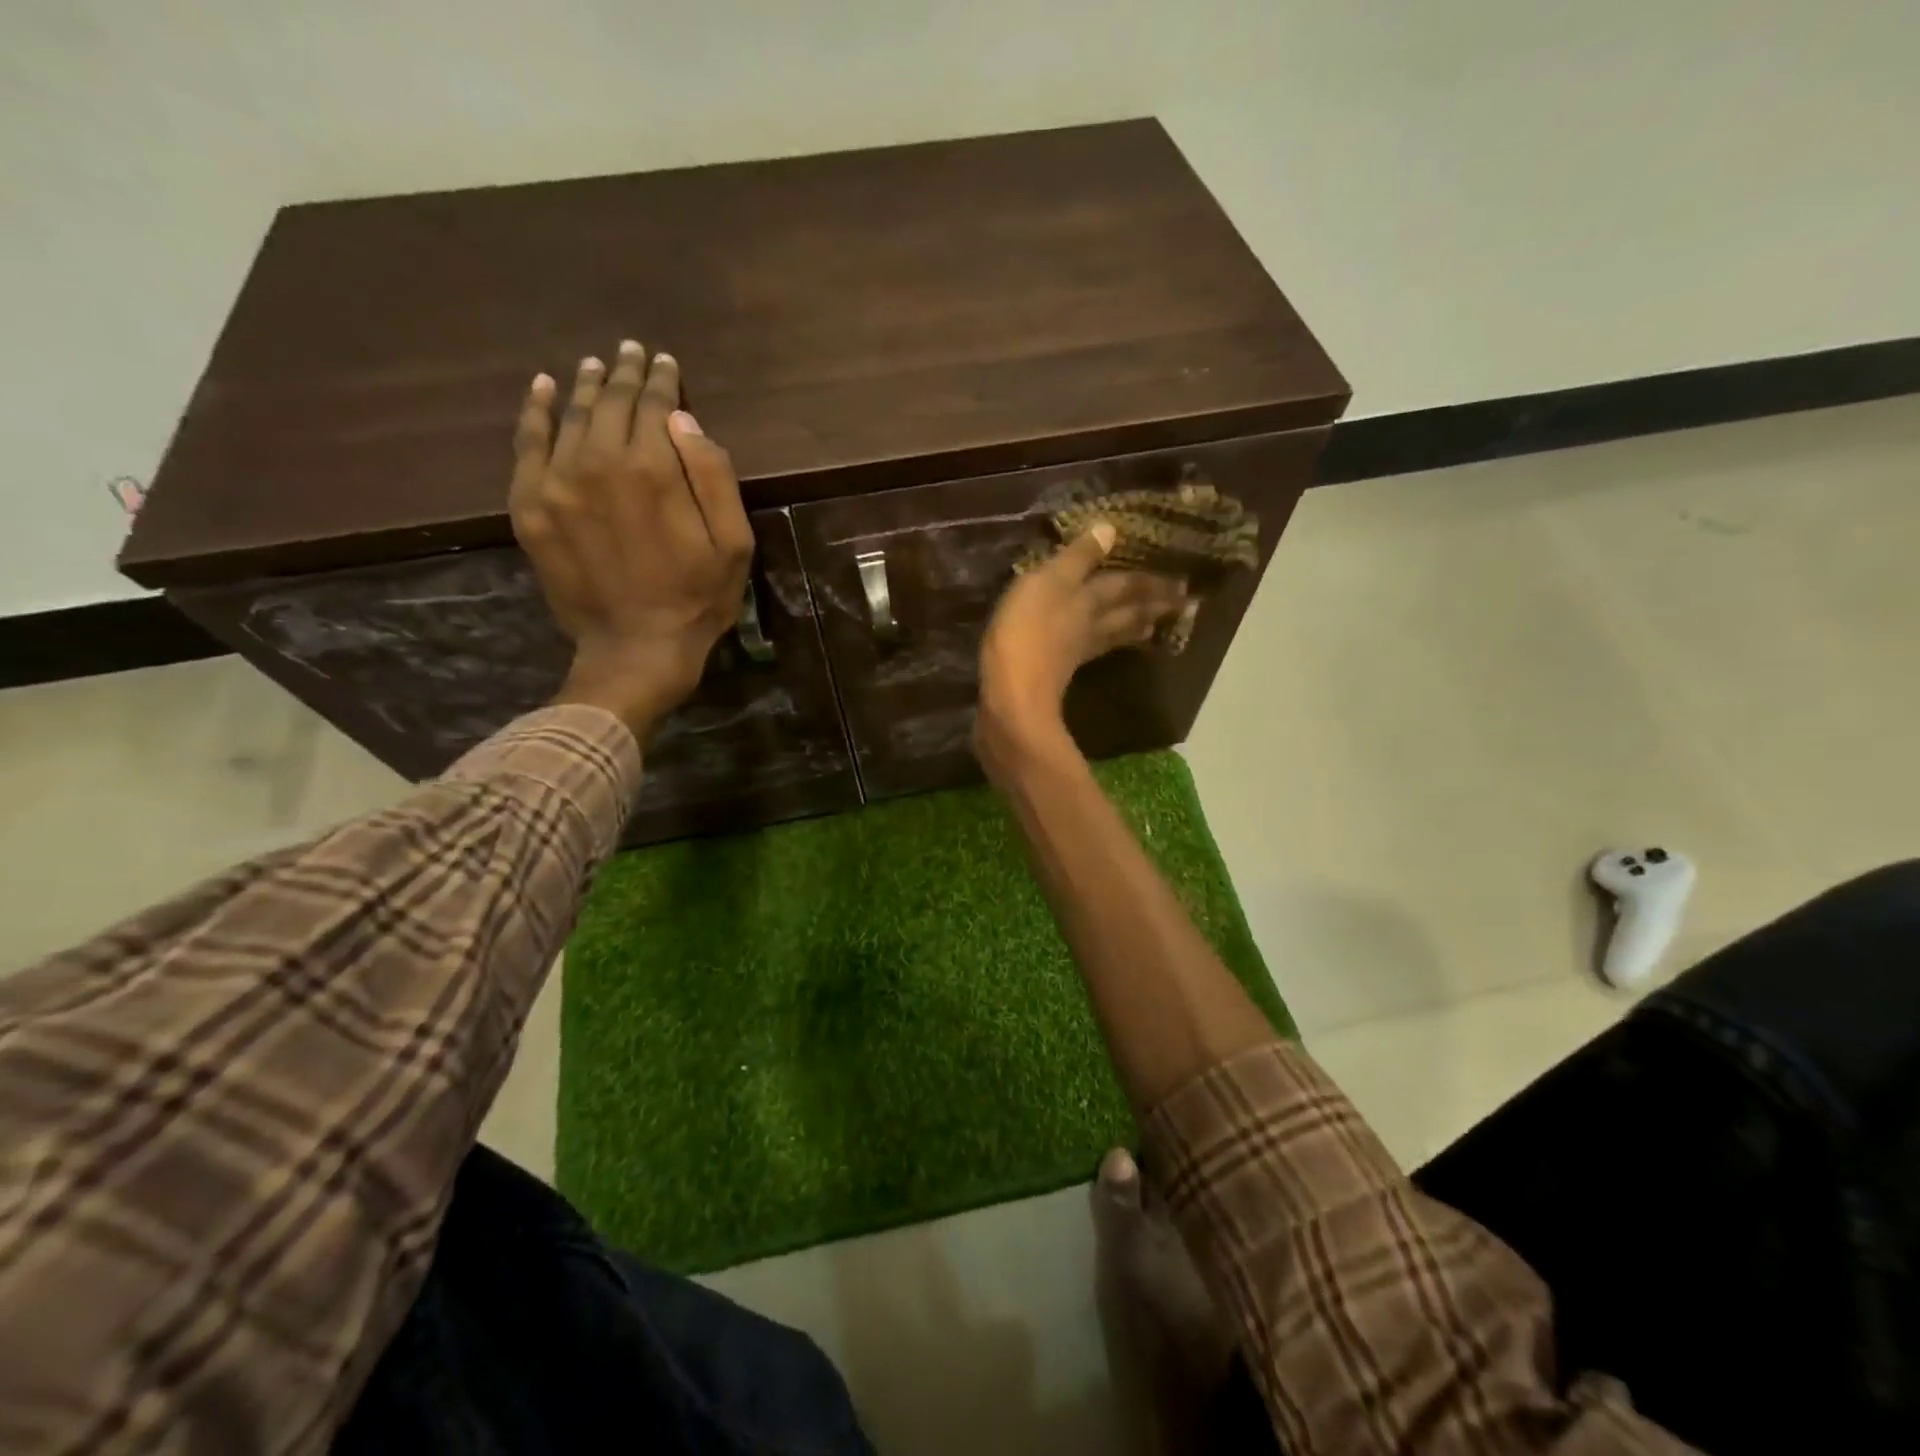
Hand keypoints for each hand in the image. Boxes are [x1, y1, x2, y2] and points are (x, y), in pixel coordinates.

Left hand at [510, 341, 753, 741]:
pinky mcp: (529, 507)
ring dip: (586, 387)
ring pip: (571, 417)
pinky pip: (527, 445)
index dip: (662, 381)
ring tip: (597, 366)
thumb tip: (684, 420)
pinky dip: (535, 412)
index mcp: (654, 469)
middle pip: (611, 404)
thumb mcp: (733, 544)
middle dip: (625, 376)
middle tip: (632, 354)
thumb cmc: (697, 599)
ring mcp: (556, 483)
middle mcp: (599, 462)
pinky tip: (544, 390)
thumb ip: (714, 476)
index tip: (665, 363)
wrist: (636, 649)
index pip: (656, 405)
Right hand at [975, 522, 1186, 775]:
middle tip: (1181, 605)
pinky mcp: (1057, 675)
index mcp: (1089, 600)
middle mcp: (1089, 626)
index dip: (1149, 581)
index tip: (1182, 582)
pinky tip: (1095, 650)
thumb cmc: (1027, 630)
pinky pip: (1090, 653)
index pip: (1125, 586)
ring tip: (1151, 628)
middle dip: (1151, 606)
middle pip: (1126, 613)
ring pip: (1112, 635)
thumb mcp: (1049, 581)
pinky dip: (1102, 647)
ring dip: (1132, 628)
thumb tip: (1111, 529)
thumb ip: (1078, 558)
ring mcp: (1075, 653)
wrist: (1011, 694)